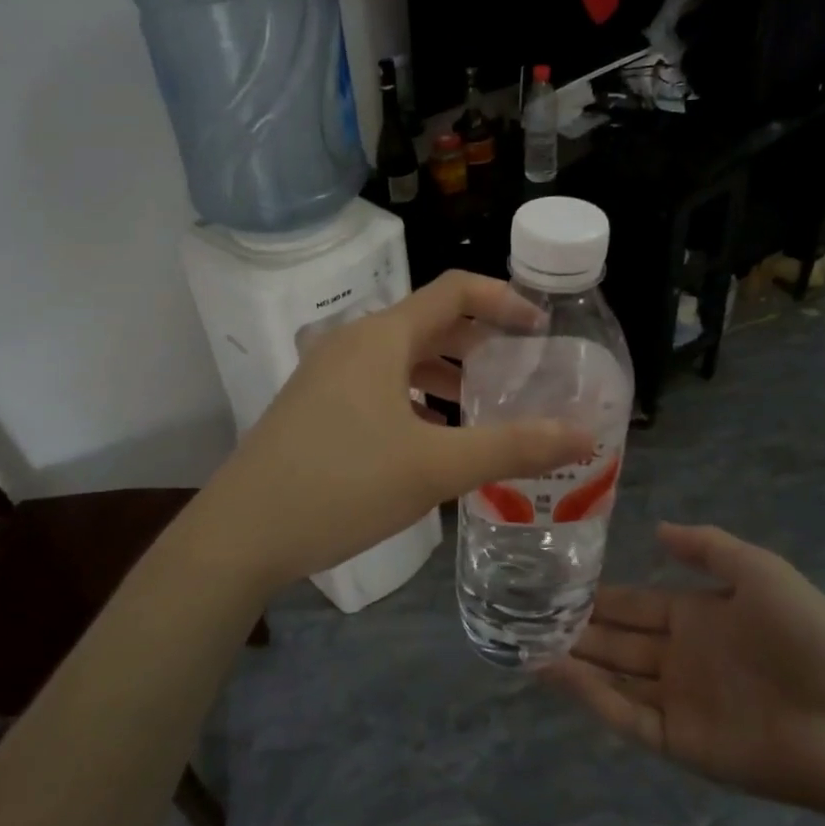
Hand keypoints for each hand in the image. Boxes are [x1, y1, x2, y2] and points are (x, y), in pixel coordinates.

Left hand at [182, 272, 595, 592]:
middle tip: (520, 373)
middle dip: (479, 343)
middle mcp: (352, 343)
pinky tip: (430, 437)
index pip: (454, 290)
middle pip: (429, 323)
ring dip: (446, 374)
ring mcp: (327, 375)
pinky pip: (378, 385)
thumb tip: (584, 436)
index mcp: (381, 337)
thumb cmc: (342, 485)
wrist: (240, 534)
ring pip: (401, 358)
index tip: (542, 329)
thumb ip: (512, 448)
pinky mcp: (315, 407)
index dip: (504, 300)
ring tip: (482, 407)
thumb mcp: (435, 467)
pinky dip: (414, 398)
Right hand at [547, 523, 824, 818]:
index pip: (637, 603)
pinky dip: (589, 695)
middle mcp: (681, 657)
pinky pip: (625, 715)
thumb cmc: (808, 636)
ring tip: (526, 641)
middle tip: (528, 612)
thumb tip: (657, 528)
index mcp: (699, 617)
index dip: (601, 594)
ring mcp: (678, 700)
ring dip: (574, 660)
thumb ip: (708, 548)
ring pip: (613, 676)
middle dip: (578, 626)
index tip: (557, 581)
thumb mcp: (761, 571)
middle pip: (618, 639)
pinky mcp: (678, 741)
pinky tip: (554, 672)